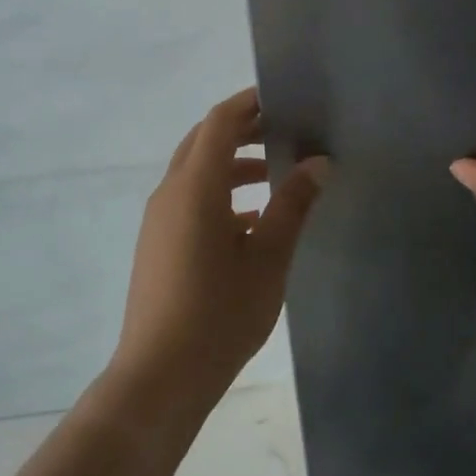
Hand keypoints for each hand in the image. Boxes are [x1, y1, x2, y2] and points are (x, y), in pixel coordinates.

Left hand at [113, 88, 329, 413]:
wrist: (159, 377)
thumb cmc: (219, 314)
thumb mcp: (268, 259)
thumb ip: (292, 205)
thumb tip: (318, 163)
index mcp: (195, 186)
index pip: (220, 123)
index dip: (248, 104)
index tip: (281, 98)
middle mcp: (170, 193)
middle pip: (203, 141)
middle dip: (241, 130)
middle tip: (283, 130)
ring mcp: (159, 219)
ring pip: (195, 171)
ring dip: (231, 163)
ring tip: (274, 174)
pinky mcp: (157, 243)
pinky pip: (189, 199)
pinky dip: (219, 193)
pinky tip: (251, 220)